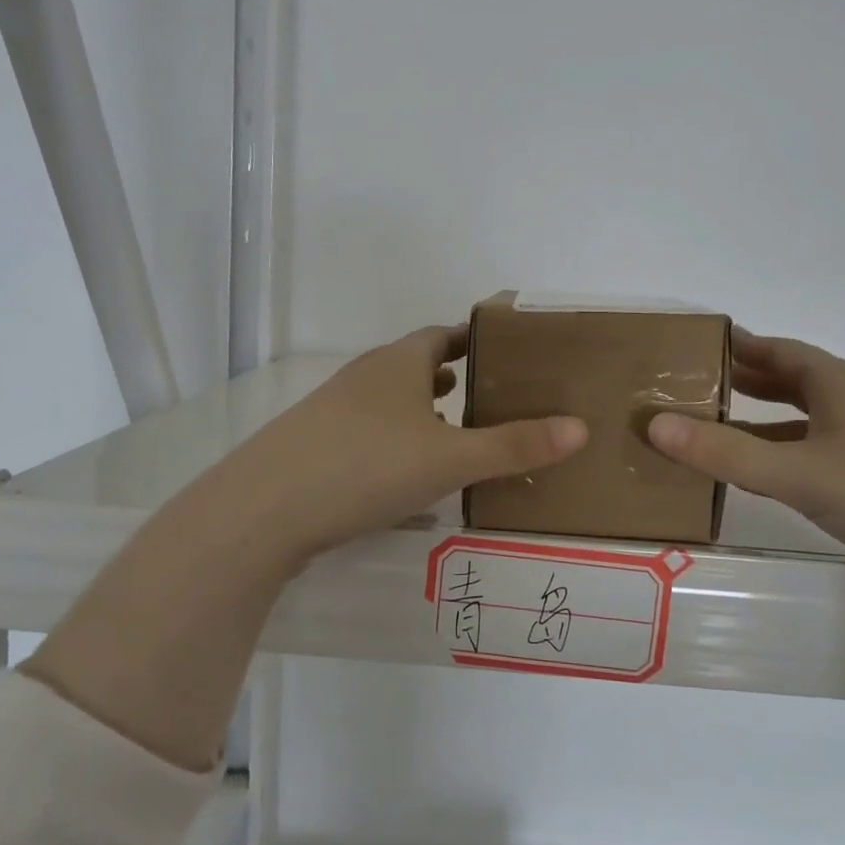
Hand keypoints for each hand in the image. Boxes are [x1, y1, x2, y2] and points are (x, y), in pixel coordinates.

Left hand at [218, 325, 588, 565]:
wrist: (264, 509)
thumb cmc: (367, 466)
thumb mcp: (450, 459)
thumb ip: (514, 446)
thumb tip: (580, 428)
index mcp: (398, 363)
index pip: (443, 335)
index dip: (473, 339)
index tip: (504, 351)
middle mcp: (365, 377)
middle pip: (414, 365)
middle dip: (450, 376)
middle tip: (489, 394)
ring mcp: (334, 410)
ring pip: (389, 400)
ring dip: (420, 410)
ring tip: (454, 431)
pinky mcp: (315, 446)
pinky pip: (368, 432)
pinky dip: (395, 439)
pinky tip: (406, 473)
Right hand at [647, 331, 844, 627]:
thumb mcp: (803, 473)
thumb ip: (726, 452)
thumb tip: (651, 424)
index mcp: (841, 384)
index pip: (775, 349)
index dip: (732, 344)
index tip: (685, 345)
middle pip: (788, 382)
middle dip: (738, 381)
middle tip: (683, 387)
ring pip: (802, 423)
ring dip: (757, 424)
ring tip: (705, 431)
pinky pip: (816, 459)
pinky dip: (781, 460)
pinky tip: (759, 479)